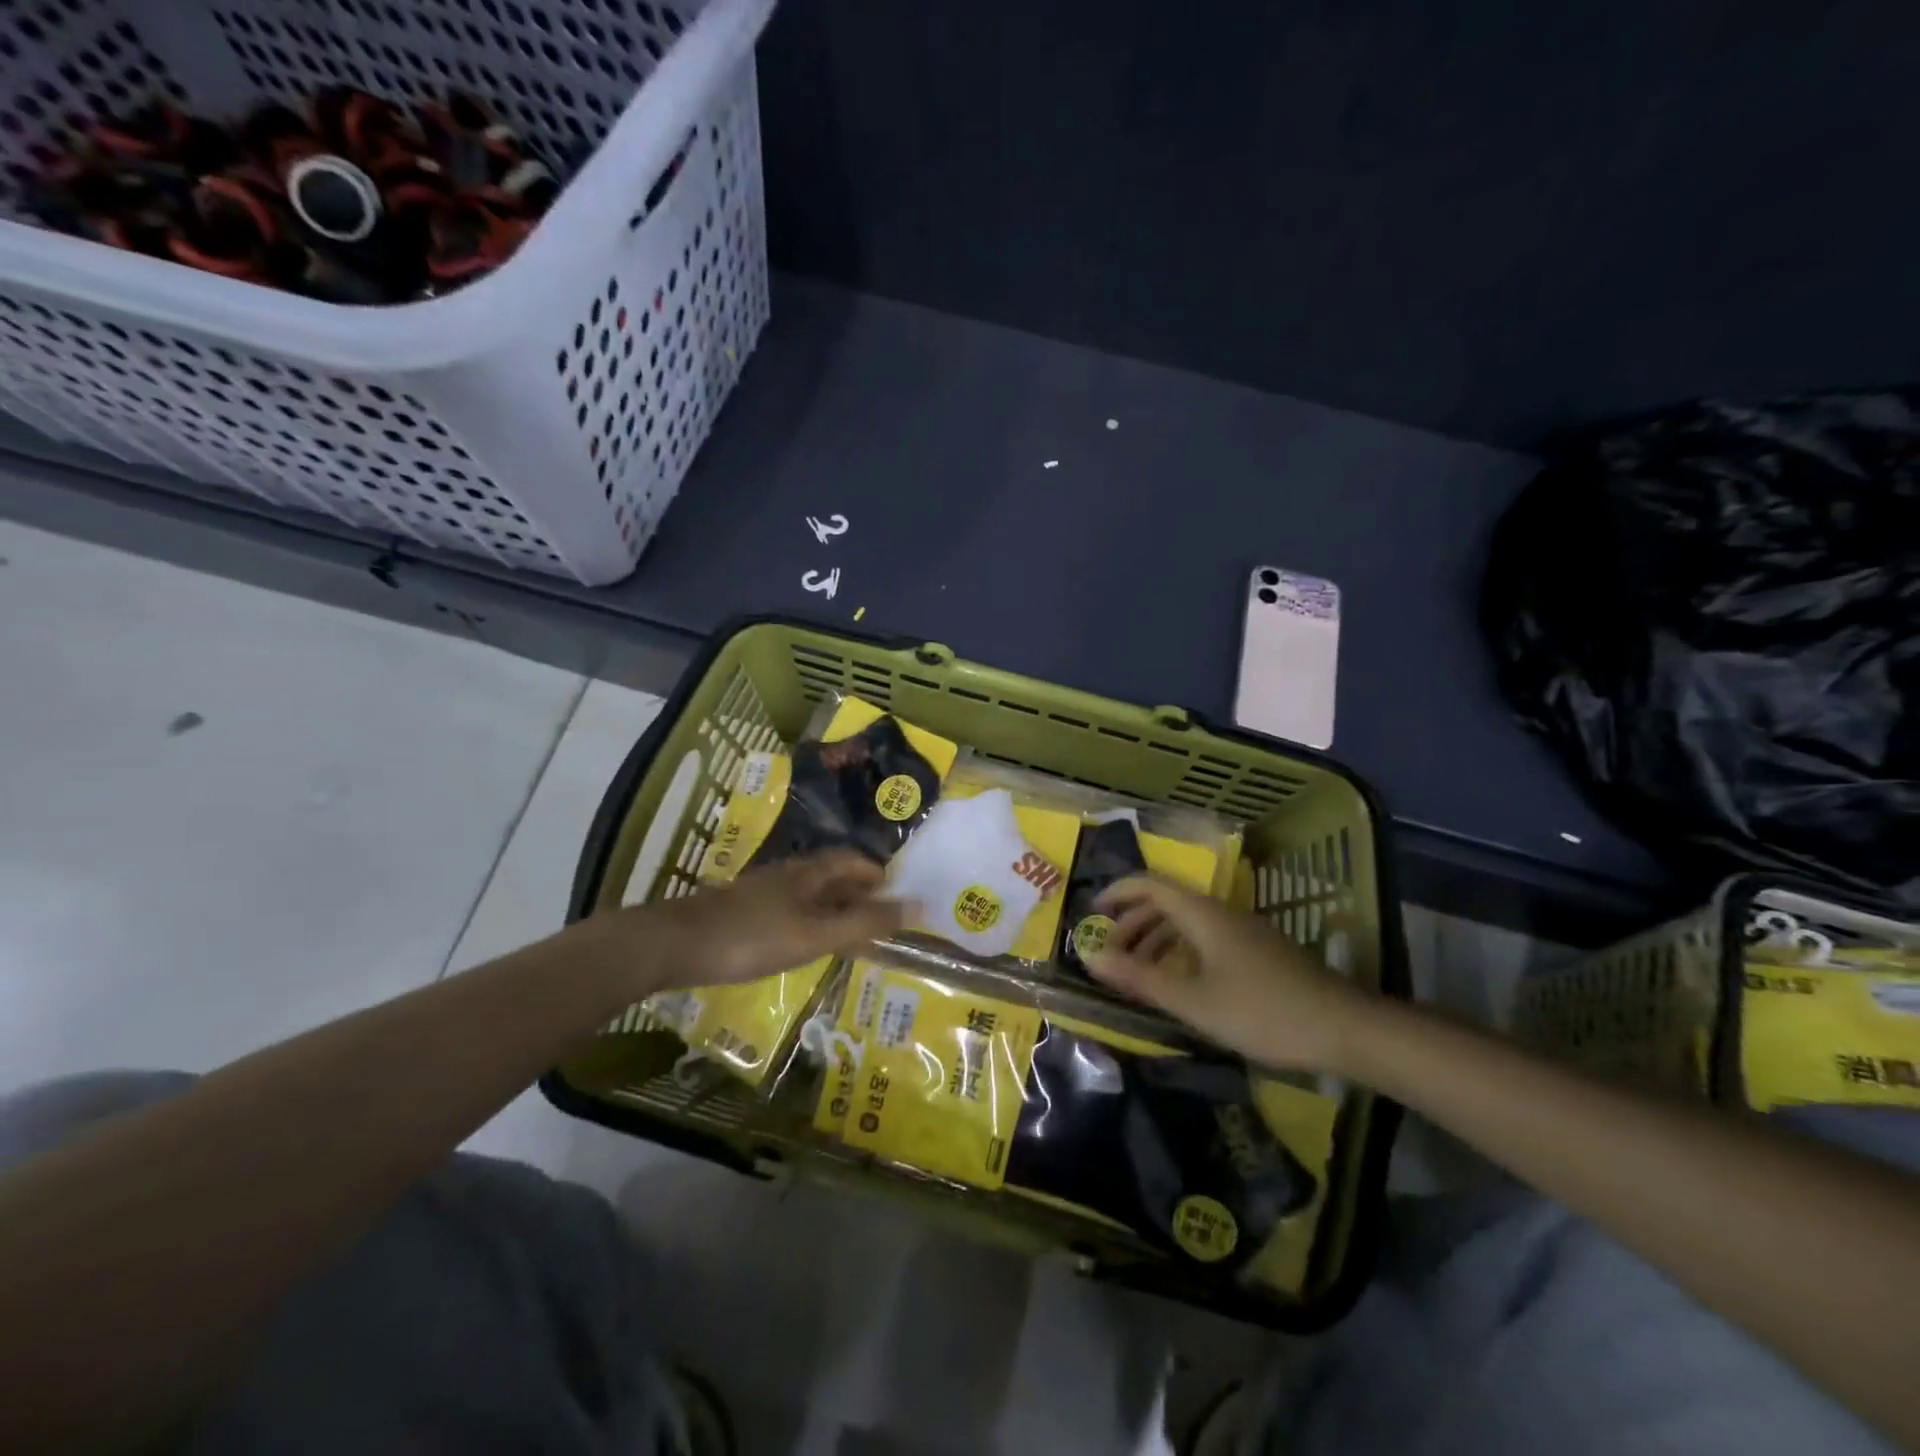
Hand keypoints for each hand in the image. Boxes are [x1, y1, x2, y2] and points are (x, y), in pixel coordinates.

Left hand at [634, 849, 905, 989]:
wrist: (674, 944)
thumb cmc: (752, 937)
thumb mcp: (815, 934)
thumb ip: (865, 923)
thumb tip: (918, 906)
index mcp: (809, 872)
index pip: (853, 861)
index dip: (877, 875)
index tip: (896, 898)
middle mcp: (788, 874)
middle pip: (832, 875)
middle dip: (858, 893)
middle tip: (879, 922)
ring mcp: (762, 891)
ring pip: (809, 893)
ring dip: (834, 909)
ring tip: (849, 936)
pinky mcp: (742, 911)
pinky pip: (789, 909)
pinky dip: (809, 922)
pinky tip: (803, 944)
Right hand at [1087, 876, 1371, 1072]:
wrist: (1344, 1028)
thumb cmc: (1262, 1012)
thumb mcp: (1193, 1001)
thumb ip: (1140, 978)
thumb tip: (1090, 957)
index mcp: (1202, 914)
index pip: (1149, 884)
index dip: (1117, 893)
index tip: (1091, 914)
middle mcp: (1220, 912)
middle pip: (1166, 902)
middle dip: (1132, 922)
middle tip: (1109, 952)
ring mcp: (1243, 931)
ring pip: (1187, 922)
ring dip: (1155, 939)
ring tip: (1136, 971)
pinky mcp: (1258, 951)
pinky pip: (1206, 938)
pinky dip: (1180, 951)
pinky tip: (1179, 982)